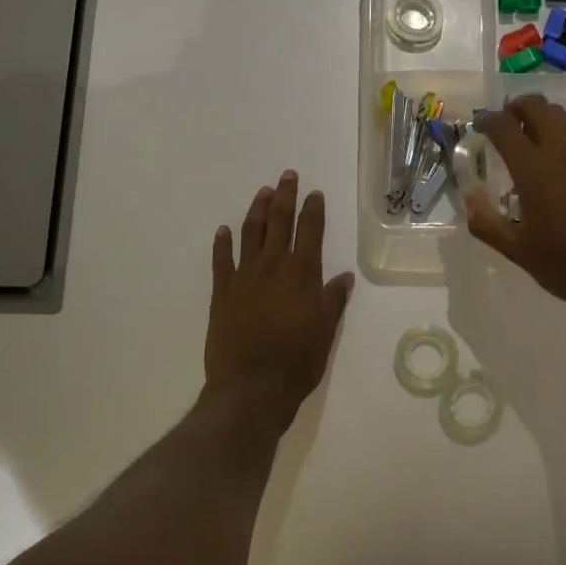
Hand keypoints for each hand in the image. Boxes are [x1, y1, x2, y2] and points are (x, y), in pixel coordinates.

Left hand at [204, 171, 353, 438]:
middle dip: (284, 196)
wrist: (250, 388)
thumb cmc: (297, 362)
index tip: (314, 193)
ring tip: (262, 192)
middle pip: (279, 222)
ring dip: (257, 210)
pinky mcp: (222, 292)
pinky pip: (221, 259)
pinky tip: (224, 230)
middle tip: (286, 176)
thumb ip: (333, 300)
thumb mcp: (326, 332)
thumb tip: (344, 276)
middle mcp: (273, 266)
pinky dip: (223, 242)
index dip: (313, 209)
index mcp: (302, 273)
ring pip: (251, 233)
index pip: (310, 231)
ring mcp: (244, 276)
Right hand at [466, 97, 565, 336]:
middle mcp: (563, 151)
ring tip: (533, 141)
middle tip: (507, 125)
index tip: (479, 126)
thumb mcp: (517, 250)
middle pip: (537, 106)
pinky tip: (563, 161)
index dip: (487, 120)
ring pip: (563, 117)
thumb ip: (485, 222)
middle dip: (517, 108)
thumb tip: (469, 197)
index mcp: (535, 170)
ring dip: (543, 119)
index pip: (504, 127)